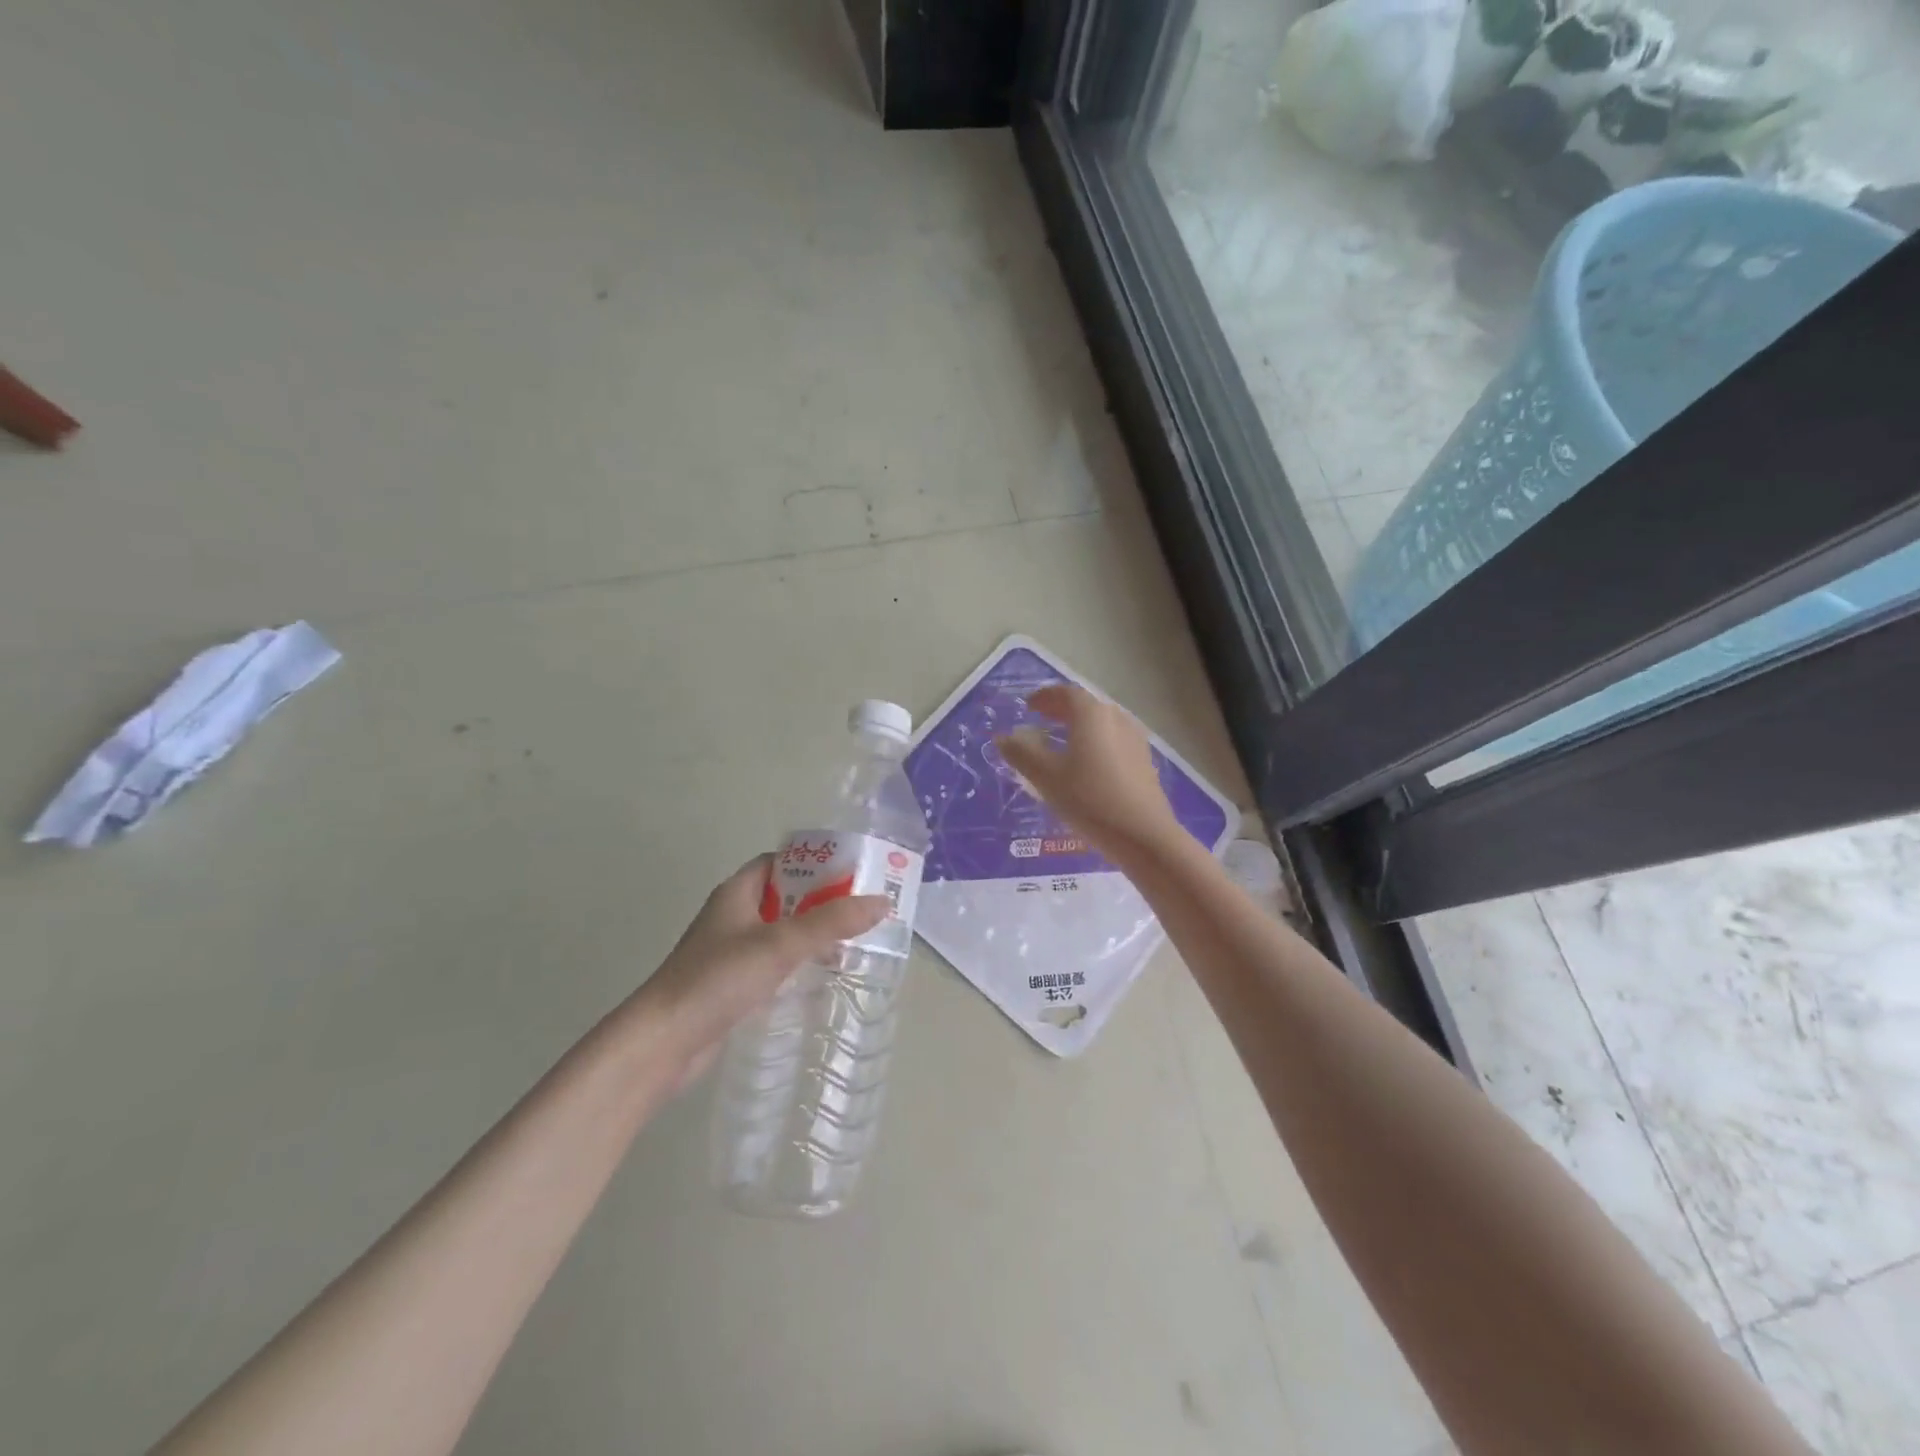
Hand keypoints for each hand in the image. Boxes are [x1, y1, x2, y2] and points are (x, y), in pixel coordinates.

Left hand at [632, 857, 888, 1088]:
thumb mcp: (780, 945)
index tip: (852, 873)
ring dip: (812, 935)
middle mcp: (733, 916)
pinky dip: (797, 964)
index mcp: (738, 892)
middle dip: (822, 901)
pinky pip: (773, 964)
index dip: (814, 863)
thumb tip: (881, 902)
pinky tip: (821, 978)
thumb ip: (831, 922)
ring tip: (853, 943)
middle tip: (863, 910)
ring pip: (780, 933)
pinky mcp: (731, 985)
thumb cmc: (717, 979)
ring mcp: (730, 952)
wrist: (661, 1043)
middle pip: (785, 897)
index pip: (780, 862)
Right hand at [997, 684, 1180, 859]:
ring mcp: (1135, 740)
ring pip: (1102, 723)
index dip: (1045, 696)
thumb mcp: (1047, 777)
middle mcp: (1117, 718)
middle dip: (1061, 710)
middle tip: (1041, 719)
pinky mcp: (1144, 762)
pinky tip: (1087, 764)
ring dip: (1079, 726)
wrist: (1143, 836)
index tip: (1028, 705)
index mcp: (1092, 714)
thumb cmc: (1089, 800)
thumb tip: (1003, 738)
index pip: (1066, 693)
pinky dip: (1095, 742)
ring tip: (1061, 742)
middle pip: (1086, 705)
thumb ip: (1022, 753)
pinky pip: (1113, 741)